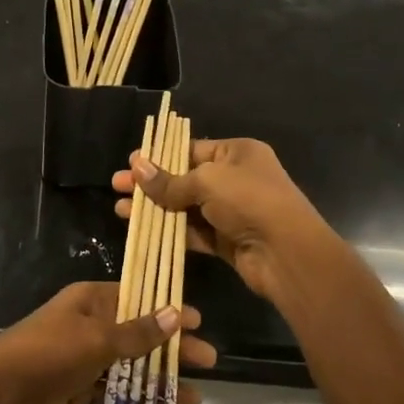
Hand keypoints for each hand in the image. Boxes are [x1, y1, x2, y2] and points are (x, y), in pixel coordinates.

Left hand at [0, 282, 212, 403]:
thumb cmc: (50, 354)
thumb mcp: (97, 339)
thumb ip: (138, 332)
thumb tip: (175, 314)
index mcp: (90, 302)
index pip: (138, 299)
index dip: (168, 309)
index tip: (197, 322)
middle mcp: (88, 326)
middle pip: (138, 335)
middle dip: (171, 349)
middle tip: (208, 361)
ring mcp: (82, 360)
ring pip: (129, 367)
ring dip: (158, 380)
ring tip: (194, 398)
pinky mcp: (76, 391)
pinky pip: (114, 393)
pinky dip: (136, 400)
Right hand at [114, 137, 332, 302]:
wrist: (287, 253)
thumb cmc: (249, 201)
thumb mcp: (206, 182)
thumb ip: (169, 180)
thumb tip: (136, 167)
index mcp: (237, 153)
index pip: (191, 149)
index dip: (159, 156)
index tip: (130, 163)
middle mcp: (235, 179)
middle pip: (184, 178)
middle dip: (151, 184)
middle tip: (116, 186)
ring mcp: (231, 211)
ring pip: (185, 207)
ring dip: (155, 209)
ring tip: (120, 210)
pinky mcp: (226, 240)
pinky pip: (193, 232)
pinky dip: (169, 231)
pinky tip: (142, 231)